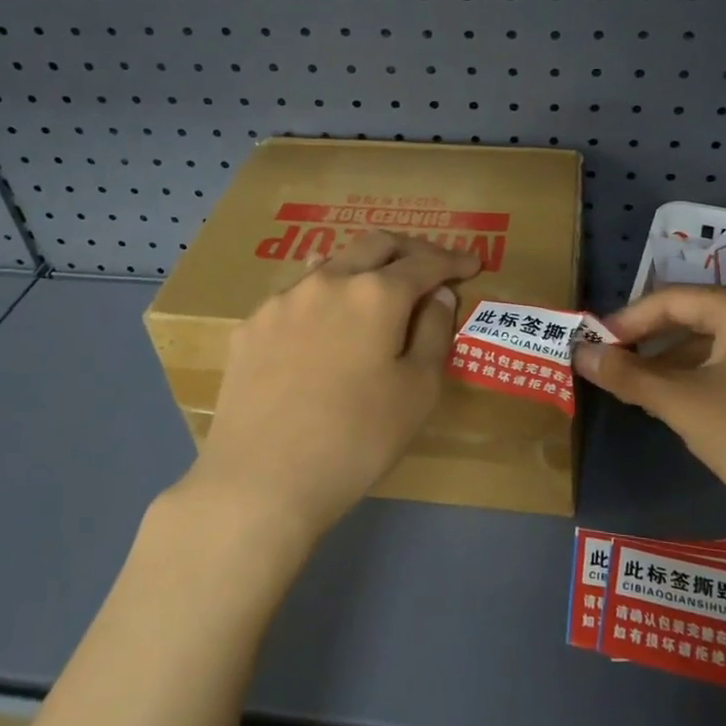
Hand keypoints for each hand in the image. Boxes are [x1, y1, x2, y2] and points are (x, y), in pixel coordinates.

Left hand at [189, 232, 479, 544]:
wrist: (260, 482)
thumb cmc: (356, 440)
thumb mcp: (418, 392)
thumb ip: (435, 333)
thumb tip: (439, 296)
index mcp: (376, 293)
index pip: (425, 262)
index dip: (453, 260)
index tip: (473, 264)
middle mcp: (328, 280)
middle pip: (376, 244)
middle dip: (410, 249)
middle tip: (431, 266)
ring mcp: (283, 299)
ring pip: (332, 263)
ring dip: (363, 267)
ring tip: (377, 284)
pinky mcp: (251, 325)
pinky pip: (296, 294)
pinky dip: (324, 296)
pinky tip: (323, 319)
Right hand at [573, 286, 725, 544]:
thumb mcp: (682, 403)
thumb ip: (627, 374)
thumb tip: (579, 353)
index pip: (672, 300)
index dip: (626, 321)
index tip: (593, 345)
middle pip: (694, 318)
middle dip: (649, 343)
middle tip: (611, 366)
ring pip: (715, 343)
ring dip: (673, 363)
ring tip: (638, 389)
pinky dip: (703, 377)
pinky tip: (682, 403)